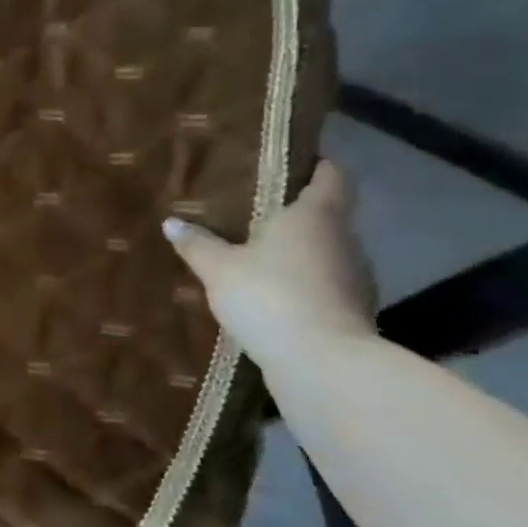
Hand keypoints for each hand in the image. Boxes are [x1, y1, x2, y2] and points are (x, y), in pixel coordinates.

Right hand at [162, 161, 376, 371]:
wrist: (321, 362)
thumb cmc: (269, 296)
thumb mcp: (219, 269)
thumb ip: (197, 244)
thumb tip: (171, 222)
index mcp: (316, 216)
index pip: (330, 175)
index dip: (315, 165)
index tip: (291, 164)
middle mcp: (344, 239)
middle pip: (326, 216)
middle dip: (295, 214)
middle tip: (255, 215)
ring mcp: (355, 277)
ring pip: (326, 253)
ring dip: (299, 254)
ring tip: (260, 258)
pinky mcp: (354, 312)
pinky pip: (325, 286)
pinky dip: (305, 286)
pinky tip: (274, 298)